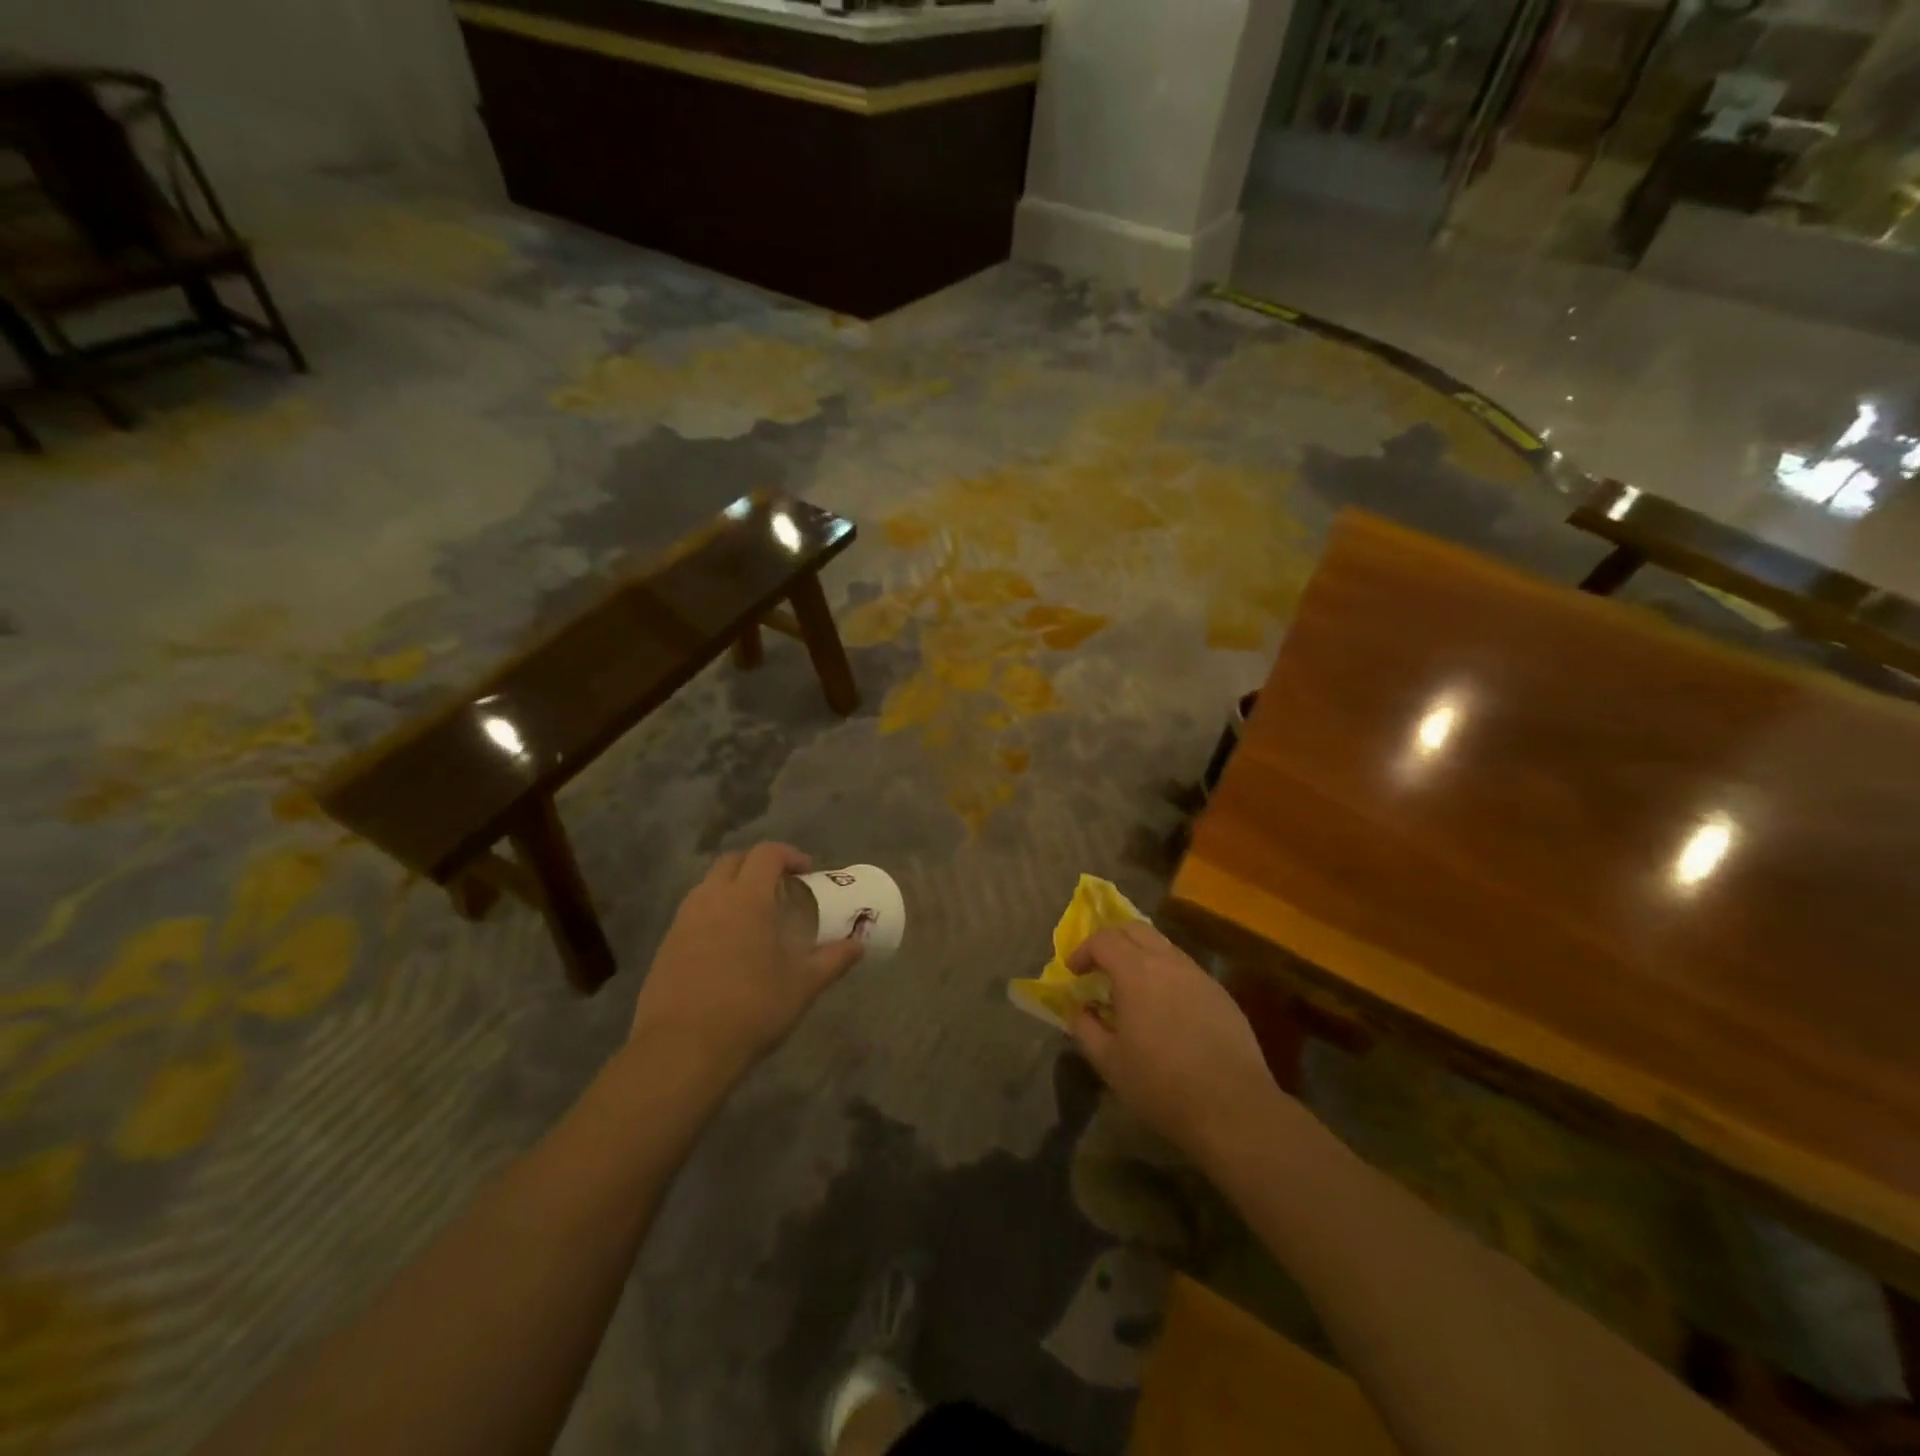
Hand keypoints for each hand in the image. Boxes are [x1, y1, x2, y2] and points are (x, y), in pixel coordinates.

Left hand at [629, 843, 864, 1078]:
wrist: (682, 1049)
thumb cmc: (751, 1008)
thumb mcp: (803, 985)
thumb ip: (834, 959)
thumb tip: (859, 944)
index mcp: (747, 898)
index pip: (766, 854)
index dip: (789, 855)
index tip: (807, 872)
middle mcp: (711, 899)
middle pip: (733, 861)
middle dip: (758, 865)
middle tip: (781, 887)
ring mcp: (683, 921)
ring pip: (709, 886)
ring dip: (734, 888)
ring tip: (756, 916)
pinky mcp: (666, 945)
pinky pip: (694, 913)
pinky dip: (715, 913)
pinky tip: (729, 946)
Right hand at [1068, 923, 1280, 1158]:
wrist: (1233, 1107)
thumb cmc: (1161, 1084)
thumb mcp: (1109, 1062)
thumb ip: (1085, 1029)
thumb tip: (1079, 1010)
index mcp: (1136, 972)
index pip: (1104, 940)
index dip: (1083, 950)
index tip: (1074, 972)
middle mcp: (1169, 962)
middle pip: (1135, 929)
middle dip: (1112, 941)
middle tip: (1099, 966)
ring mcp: (1199, 975)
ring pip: (1163, 947)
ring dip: (1141, 956)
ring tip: (1132, 988)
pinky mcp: (1221, 994)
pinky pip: (1185, 969)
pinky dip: (1165, 975)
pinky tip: (1165, 1009)